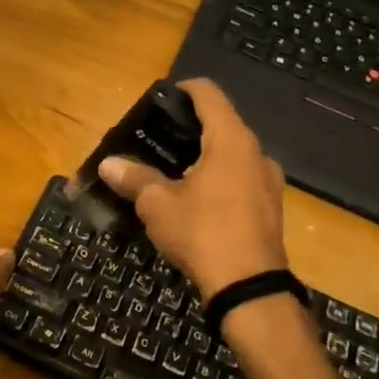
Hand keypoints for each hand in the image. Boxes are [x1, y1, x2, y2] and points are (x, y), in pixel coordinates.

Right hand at [98, 79, 288, 300]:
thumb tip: (107, 164)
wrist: (248, 288)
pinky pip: (242, 180)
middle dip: (190, 129)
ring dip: (206, 156)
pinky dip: (220, 179)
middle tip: (158, 140)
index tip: (162, 100)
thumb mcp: (158, 205)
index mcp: (231, 140)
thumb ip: (134, 179)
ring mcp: (269, 182)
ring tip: (174, 172)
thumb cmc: (202, 232)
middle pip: (222, 124)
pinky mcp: (271, 208)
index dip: (184, 90)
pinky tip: (198, 201)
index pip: (209, 94)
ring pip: (233, 155)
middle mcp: (256, 153)